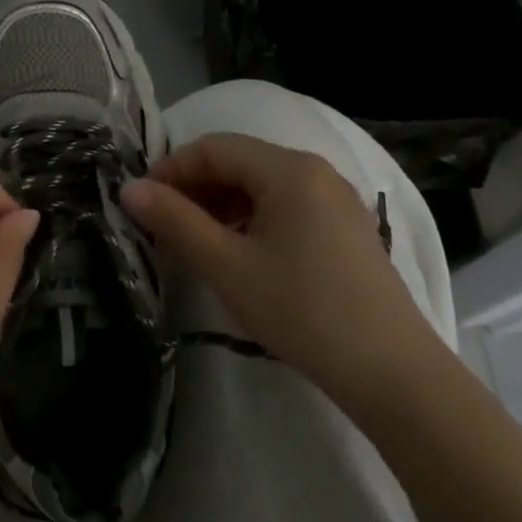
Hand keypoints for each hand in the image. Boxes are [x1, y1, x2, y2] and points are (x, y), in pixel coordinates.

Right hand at [120, 133, 440, 408]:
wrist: (393, 373)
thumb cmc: (303, 311)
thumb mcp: (227, 266)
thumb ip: (175, 221)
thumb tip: (129, 189)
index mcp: (288, 169)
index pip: (213, 148)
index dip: (171, 170)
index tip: (142, 203)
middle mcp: (315, 171)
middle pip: (239, 162)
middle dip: (195, 188)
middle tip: (163, 226)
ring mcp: (336, 199)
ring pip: (262, 185)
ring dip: (221, 204)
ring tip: (196, 242)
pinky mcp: (346, 228)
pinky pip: (286, 205)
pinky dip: (251, 219)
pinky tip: (239, 252)